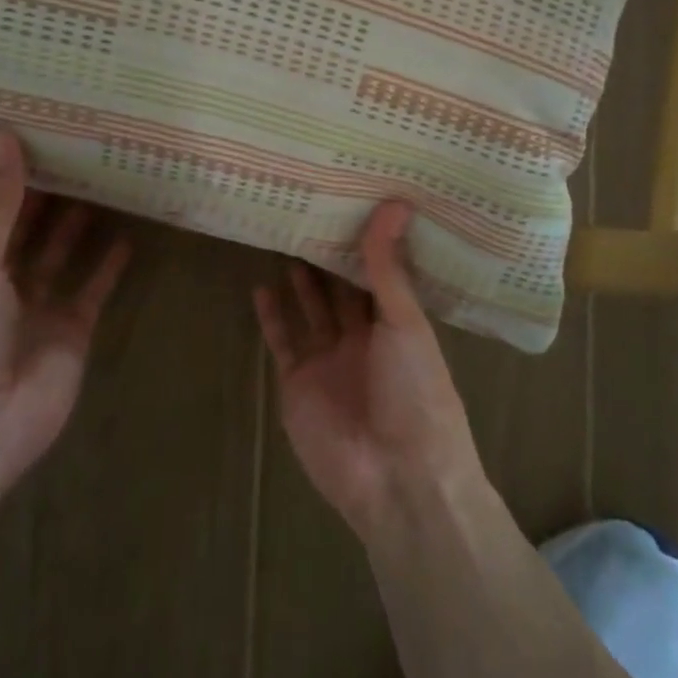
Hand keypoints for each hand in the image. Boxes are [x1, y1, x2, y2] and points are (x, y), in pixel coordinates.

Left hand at [0, 127, 130, 510]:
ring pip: (64, 254)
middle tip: (82, 144)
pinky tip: (129, 235)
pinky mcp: (74, 331)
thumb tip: (0, 132)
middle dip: (51, 192)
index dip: (6, 172)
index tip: (31, 127)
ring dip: (82, 222)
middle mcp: (2, 281)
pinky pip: (94, 290)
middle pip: (30, 227)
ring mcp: (40, 307)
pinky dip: (109, 266)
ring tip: (109, 178)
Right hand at [254, 203, 483, 538]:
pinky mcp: (297, 383)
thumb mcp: (405, 322)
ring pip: (311, 311)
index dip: (366, 242)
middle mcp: (364, 338)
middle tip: (311, 210)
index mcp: (398, 323)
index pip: (380, 273)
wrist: (395, 477)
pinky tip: (261, 287)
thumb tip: (396, 203)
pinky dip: (272, 317)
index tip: (352, 200)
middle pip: (342, 289)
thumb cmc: (415, 391)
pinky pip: (283, 342)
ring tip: (286, 238)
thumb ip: (388, 267)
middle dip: (330, 257)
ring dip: (300, 281)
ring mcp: (329, 361)